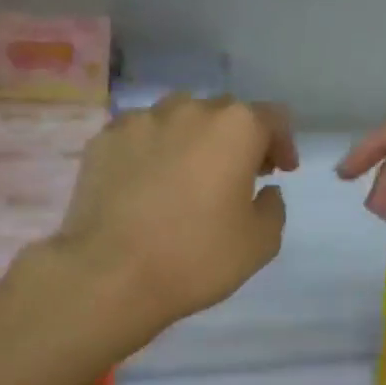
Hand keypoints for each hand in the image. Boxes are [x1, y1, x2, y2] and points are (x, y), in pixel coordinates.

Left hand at [54, 94, 297, 337]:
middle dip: (236, 140)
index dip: (282, 143)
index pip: (272, 118)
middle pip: (224, 113)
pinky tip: (146, 184)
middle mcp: (189, 110)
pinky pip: (139, 136)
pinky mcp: (103, 140)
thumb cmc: (195, 257)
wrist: (109, 274)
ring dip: (192, 139)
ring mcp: (140, 121)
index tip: (281, 170)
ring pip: (178, 118)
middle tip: (237, 175)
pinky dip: (151, 151)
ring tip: (187, 174)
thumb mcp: (260, 243)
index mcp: (235, 127)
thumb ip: (273, 207)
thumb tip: (264, 190)